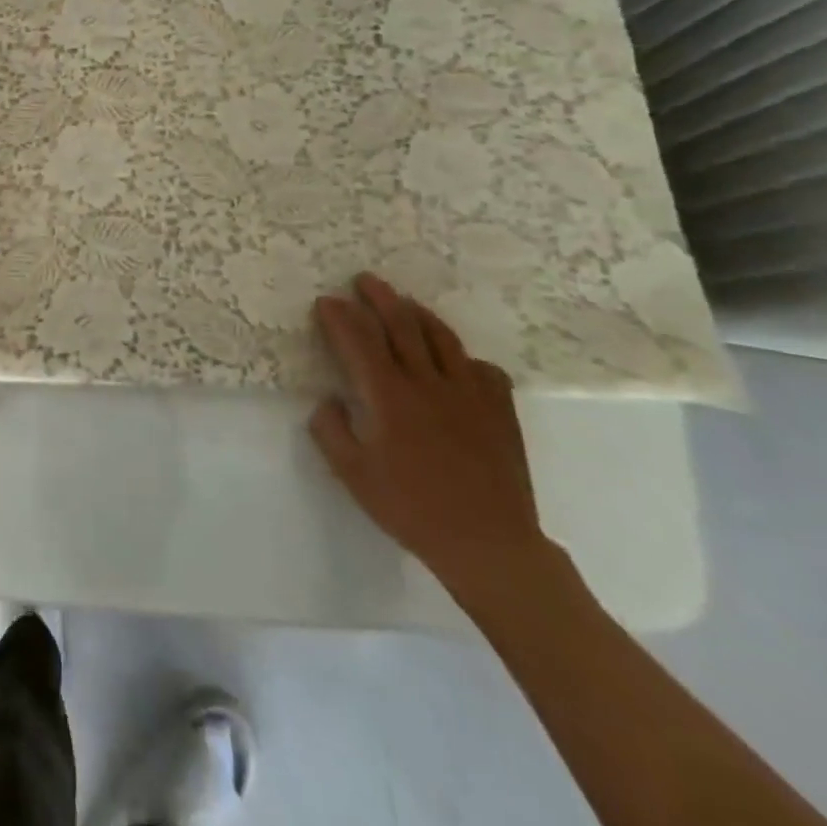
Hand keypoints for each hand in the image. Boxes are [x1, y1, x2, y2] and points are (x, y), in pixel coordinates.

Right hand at [308, 274, 550, 599]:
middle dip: (379, 297)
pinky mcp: (500, 409)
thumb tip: (327, 400)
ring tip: (404, 302)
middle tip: (364, 281)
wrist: (489, 544)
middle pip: (402, 324)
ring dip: (418, 313)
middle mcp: (428, 383)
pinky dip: (463, 357)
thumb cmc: (414, 510)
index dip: (339, 317)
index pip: (359, 341)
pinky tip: (457, 362)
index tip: (326, 302)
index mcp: (390, 397)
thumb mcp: (355, 477)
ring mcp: (470, 393)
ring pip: (442, 337)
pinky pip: (482, 368)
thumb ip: (332, 433)